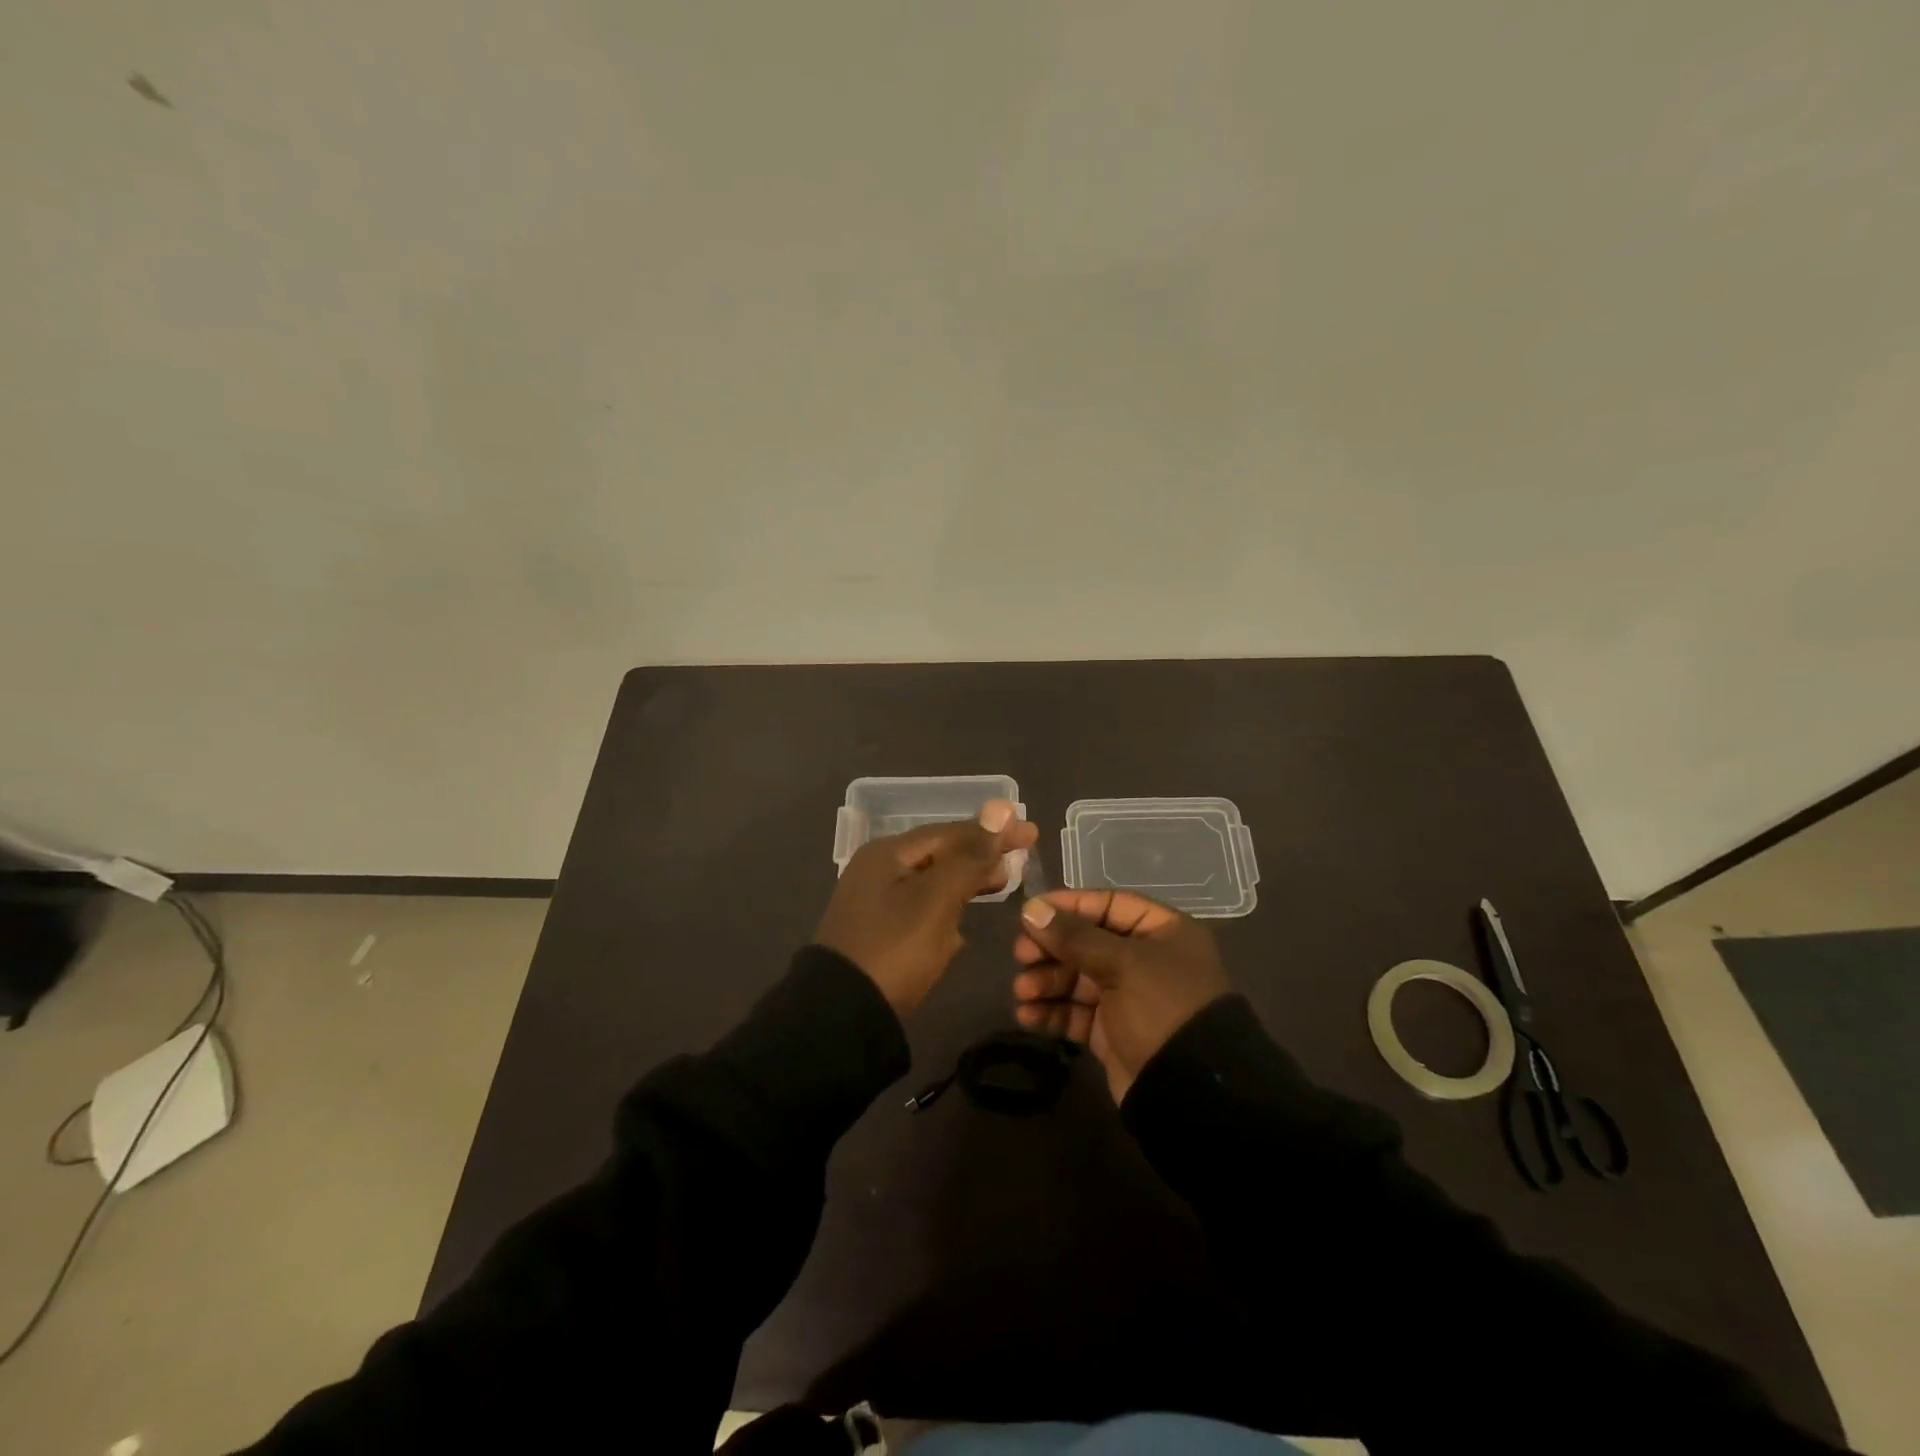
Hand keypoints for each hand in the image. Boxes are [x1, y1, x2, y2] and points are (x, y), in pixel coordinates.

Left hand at [814, 800, 1037, 1016]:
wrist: (843, 1015)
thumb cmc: (895, 948)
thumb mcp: (937, 900)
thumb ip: (970, 856)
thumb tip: (1001, 808)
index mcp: (888, 854)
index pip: (950, 832)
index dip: (992, 831)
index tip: (1031, 832)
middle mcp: (879, 870)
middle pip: (940, 854)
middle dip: (980, 855)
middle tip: (1022, 858)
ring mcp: (876, 903)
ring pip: (932, 883)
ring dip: (966, 881)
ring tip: (1001, 883)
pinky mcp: (879, 934)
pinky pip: (922, 911)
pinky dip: (947, 910)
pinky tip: (964, 925)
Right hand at [1012, 890, 1230, 1102]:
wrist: (1188, 1092)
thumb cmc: (1161, 1008)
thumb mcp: (1122, 963)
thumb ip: (1074, 936)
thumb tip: (1030, 909)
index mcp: (1161, 932)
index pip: (1108, 905)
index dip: (1069, 907)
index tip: (1030, 914)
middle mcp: (1145, 960)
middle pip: (1086, 942)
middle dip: (1051, 949)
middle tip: (1020, 956)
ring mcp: (1127, 997)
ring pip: (1076, 978)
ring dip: (1045, 982)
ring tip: (1022, 992)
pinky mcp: (1111, 1031)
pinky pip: (1075, 1013)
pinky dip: (1051, 1012)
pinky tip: (1027, 1016)